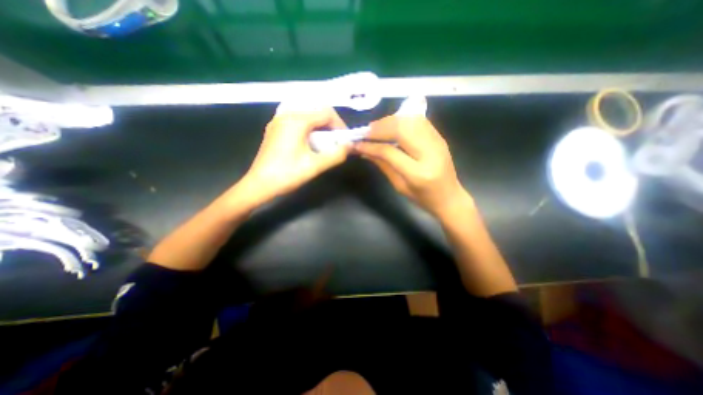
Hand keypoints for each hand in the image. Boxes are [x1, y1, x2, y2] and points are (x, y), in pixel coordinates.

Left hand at [237, 107, 349, 207]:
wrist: (259, 185)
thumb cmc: (287, 174)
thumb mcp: (315, 166)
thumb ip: (336, 155)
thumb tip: (350, 146)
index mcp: (297, 121)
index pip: (326, 113)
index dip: (339, 125)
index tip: (345, 140)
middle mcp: (286, 115)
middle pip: (316, 111)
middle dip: (330, 125)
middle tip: (336, 141)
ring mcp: (278, 121)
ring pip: (306, 115)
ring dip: (319, 126)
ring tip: (324, 142)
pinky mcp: (275, 129)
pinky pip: (297, 121)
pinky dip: (308, 127)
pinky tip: (309, 142)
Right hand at [354, 115, 468, 218]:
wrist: (450, 197)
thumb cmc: (423, 198)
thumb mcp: (399, 186)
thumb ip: (382, 165)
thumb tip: (365, 150)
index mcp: (418, 173)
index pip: (390, 152)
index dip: (371, 145)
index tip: (357, 143)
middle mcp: (430, 153)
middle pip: (401, 129)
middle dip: (380, 127)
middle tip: (366, 132)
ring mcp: (437, 142)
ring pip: (410, 120)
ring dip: (390, 121)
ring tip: (376, 128)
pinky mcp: (439, 137)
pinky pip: (419, 121)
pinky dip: (402, 120)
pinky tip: (392, 126)